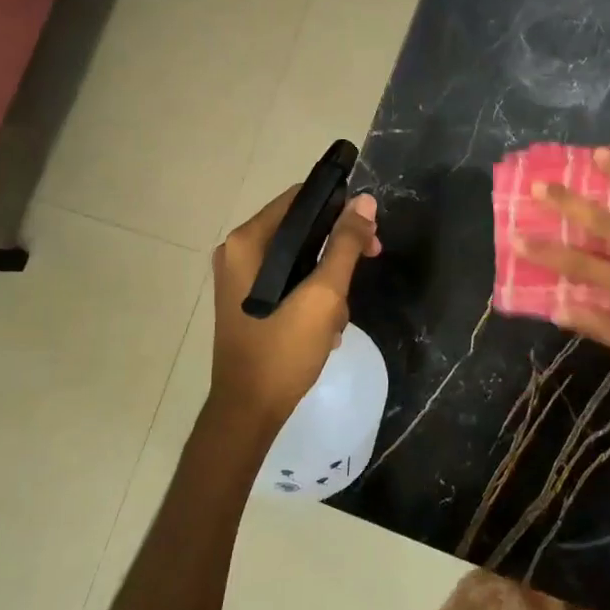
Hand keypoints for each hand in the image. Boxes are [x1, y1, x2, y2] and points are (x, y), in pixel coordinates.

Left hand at [208, 187, 380, 432]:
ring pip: (298, 258)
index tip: (370, 229)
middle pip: (301, 228)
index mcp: (248, 241)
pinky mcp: (247, 301)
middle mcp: (237, 252)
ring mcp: (239, 278)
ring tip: (339, 315)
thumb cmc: (284, 349)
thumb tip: (366, 201)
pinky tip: (325, 326)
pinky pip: (288, 281)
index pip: (300, 199)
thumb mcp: (324, 294)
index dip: (340, 207)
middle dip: (338, 248)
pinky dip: (311, 295)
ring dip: (328, 280)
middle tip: (372, 260)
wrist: (249, 411)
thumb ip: (345, 244)